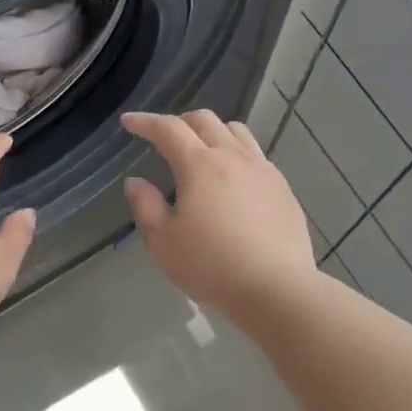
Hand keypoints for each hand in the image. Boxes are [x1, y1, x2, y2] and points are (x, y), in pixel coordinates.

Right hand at [121, 110, 317, 319]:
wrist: (276, 289)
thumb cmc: (211, 267)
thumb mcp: (163, 242)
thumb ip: (145, 206)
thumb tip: (136, 182)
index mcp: (199, 165)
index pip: (168, 129)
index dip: (145, 122)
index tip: (128, 122)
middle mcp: (234, 157)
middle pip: (205, 121)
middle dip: (179, 122)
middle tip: (163, 139)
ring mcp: (264, 171)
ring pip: (236, 132)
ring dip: (212, 132)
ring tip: (201, 153)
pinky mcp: (283, 189)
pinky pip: (256, 156)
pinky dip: (236, 155)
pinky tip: (232, 181)